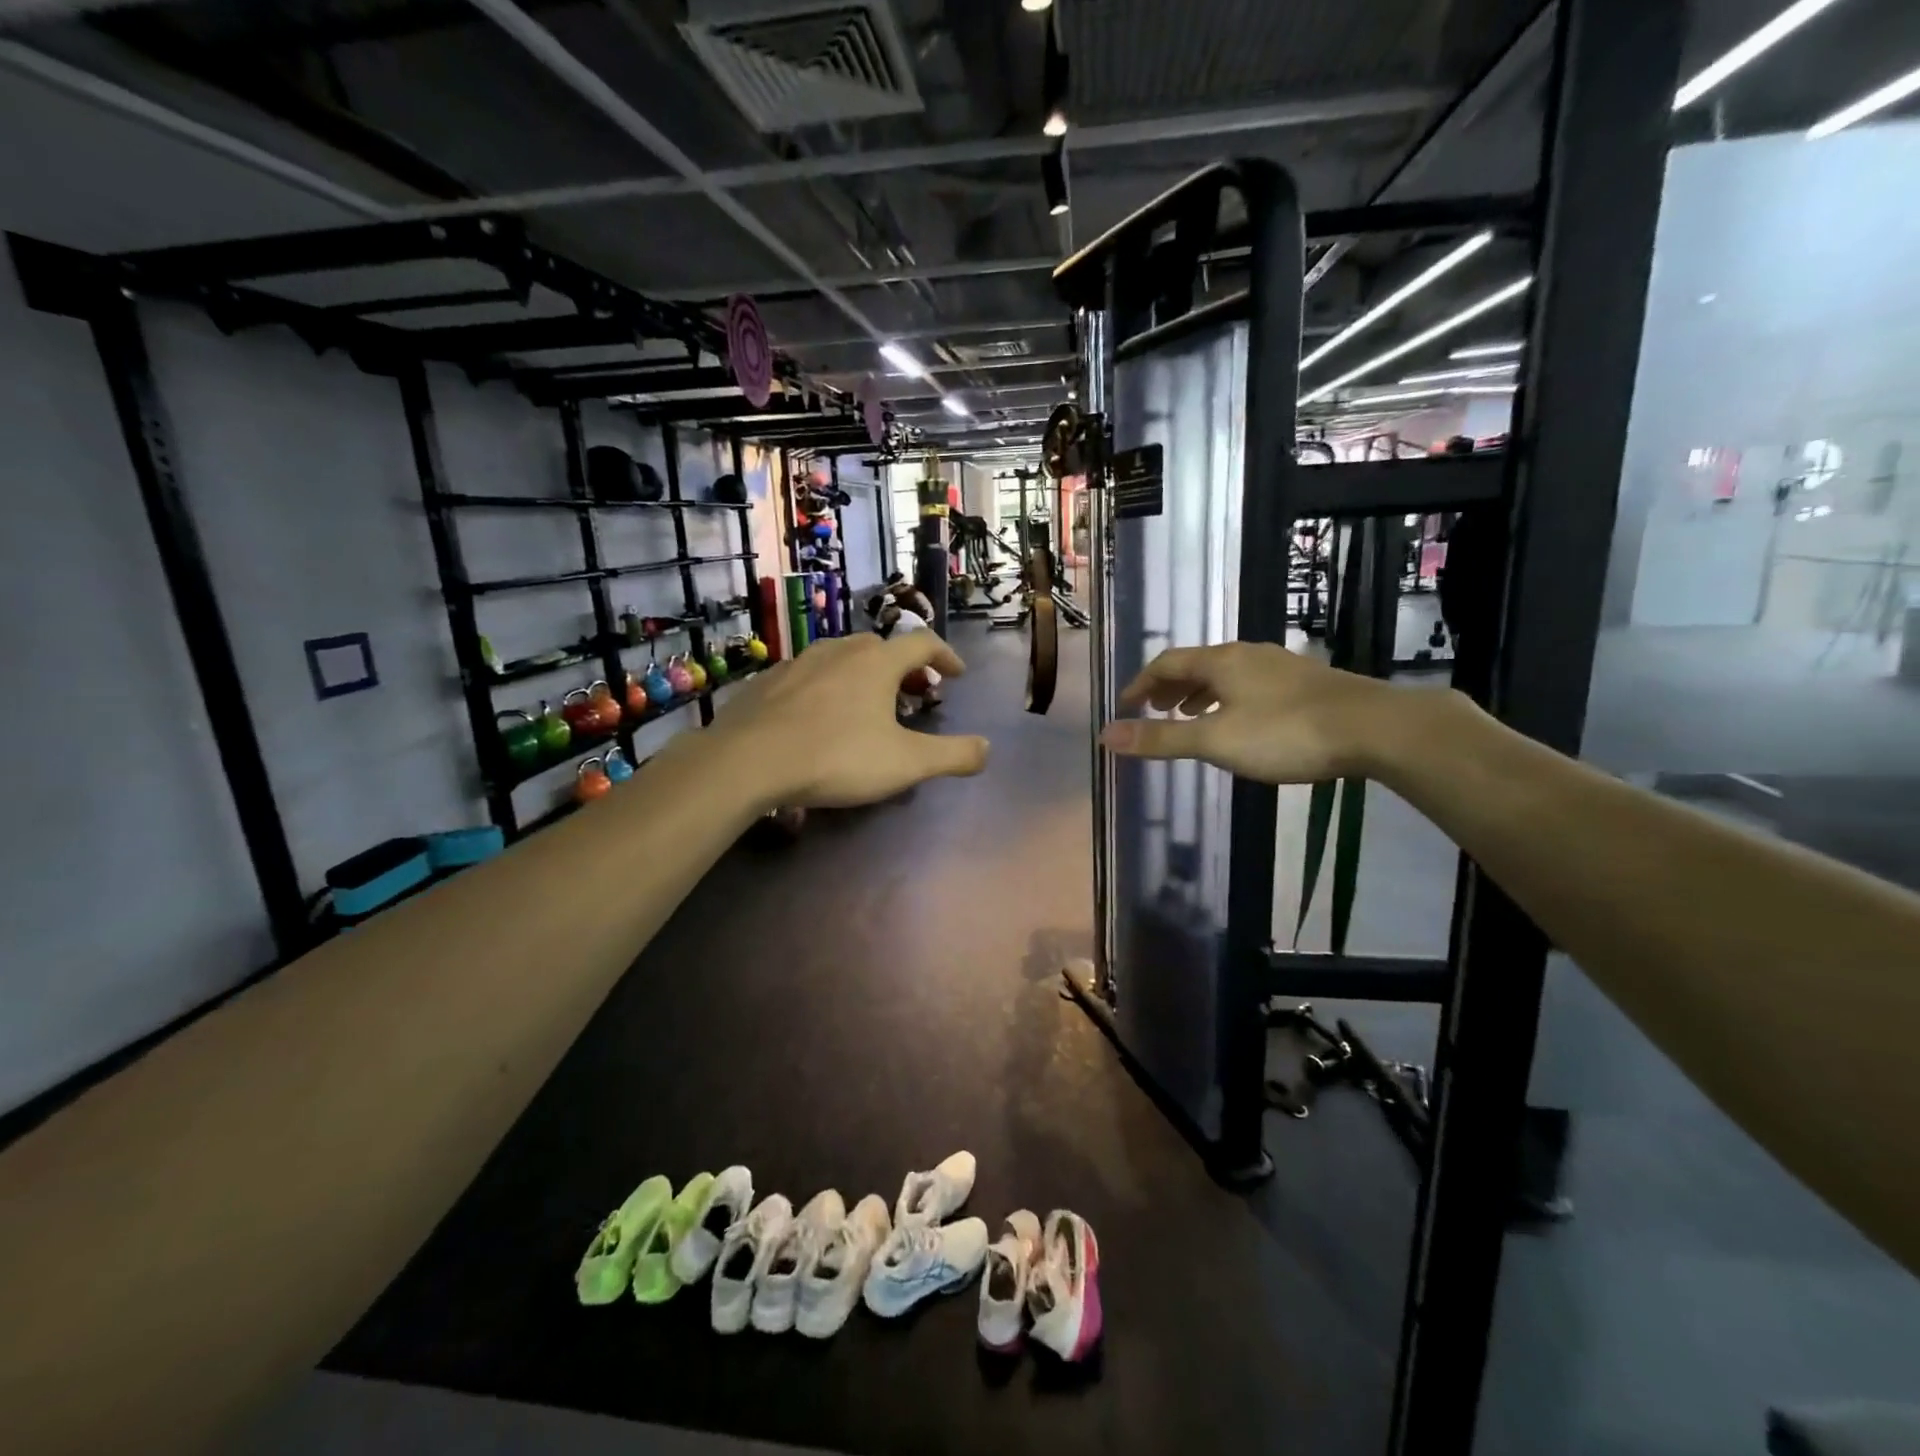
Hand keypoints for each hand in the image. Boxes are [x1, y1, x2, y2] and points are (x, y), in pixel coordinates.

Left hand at [708, 633, 988, 807]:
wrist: (748, 761)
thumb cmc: (837, 757)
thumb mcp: (906, 763)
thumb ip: (952, 755)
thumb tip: (987, 749)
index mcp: (878, 662)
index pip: (923, 643)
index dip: (946, 655)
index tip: (956, 674)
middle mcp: (840, 650)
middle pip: (882, 647)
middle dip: (904, 667)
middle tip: (913, 692)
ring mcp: (799, 662)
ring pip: (842, 657)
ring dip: (863, 674)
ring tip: (866, 703)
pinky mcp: (768, 681)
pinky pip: (809, 675)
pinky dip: (827, 687)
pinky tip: (818, 715)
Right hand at [1099, 642, 1401, 783]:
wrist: (1373, 728)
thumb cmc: (1285, 732)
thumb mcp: (1215, 741)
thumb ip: (1161, 739)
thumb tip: (1106, 736)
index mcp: (1221, 661)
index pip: (1167, 662)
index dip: (1142, 683)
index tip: (1126, 705)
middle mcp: (1247, 654)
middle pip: (1196, 664)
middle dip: (1169, 687)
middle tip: (1153, 710)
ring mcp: (1279, 666)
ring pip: (1225, 674)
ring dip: (1199, 693)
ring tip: (1189, 716)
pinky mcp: (1305, 683)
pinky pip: (1250, 684)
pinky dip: (1228, 699)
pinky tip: (1240, 722)